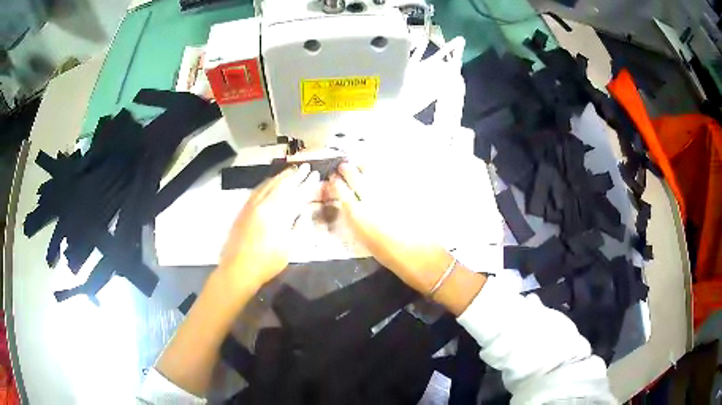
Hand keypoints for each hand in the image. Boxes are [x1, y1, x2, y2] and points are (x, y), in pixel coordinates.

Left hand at [218, 163, 320, 292]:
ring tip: (291, 171)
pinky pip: (257, 190)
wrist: (237, 270)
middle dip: (295, 175)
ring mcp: (251, 206)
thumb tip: (304, 213)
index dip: (306, 183)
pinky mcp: (243, 210)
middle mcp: (263, 205)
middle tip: (305, 166)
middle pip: (281, 185)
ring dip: (281, 177)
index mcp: (277, 214)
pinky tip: (270, 182)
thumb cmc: (266, 263)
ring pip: (268, 185)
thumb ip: (298, 228)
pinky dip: (267, 183)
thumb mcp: (289, 249)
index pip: (295, 193)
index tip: (315, 174)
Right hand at [329, 163, 453, 293]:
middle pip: (357, 179)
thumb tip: (353, 207)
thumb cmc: (392, 256)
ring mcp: (390, 195)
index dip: (337, 184)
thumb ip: (358, 221)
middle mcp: (372, 202)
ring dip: (364, 167)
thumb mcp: (367, 240)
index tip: (333, 179)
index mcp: (360, 217)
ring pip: (374, 174)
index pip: (343, 193)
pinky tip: (380, 170)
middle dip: (348, 170)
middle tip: (344, 166)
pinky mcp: (406, 194)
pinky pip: (391, 178)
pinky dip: (383, 172)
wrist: (421, 257)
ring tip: (360, 164)